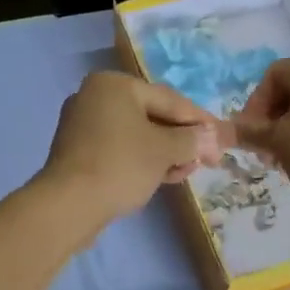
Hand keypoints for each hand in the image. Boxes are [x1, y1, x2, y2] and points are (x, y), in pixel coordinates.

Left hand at [40, 72, 225, 231]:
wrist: (68, 205)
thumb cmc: (120, 165)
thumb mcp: (164, 150)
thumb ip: (191, 139)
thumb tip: (212, 137)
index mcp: (114, 84)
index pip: (169, 99)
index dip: (199, 120)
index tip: (221, 139)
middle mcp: (96, 97)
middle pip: (152, 115)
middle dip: (181, 139)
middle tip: (206, 160)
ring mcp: (83, 124)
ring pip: (136, 134)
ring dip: (165, 152)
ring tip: (186, 172)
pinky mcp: (79, 151)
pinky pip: (120, 148)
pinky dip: (142, 159)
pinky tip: (162, 177)